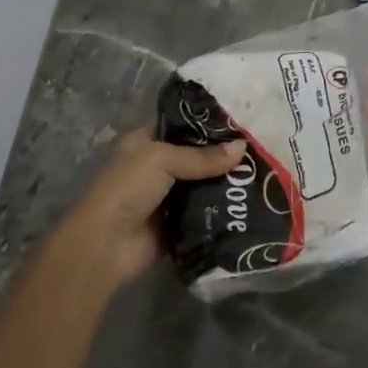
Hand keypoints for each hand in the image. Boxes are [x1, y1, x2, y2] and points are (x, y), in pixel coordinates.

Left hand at [51, 132, 244, 289]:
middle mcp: (157, 166)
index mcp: (145, 141)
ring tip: (262, 173)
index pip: (182, 125)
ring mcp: (167, 196)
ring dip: (226, 182)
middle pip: (197, 156)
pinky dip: (222, 208)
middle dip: (223, 155)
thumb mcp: (162, 160)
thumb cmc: (126, 189)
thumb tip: (243, 148)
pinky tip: (250, 202)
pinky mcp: (178, 224)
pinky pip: (205, 211)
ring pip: (203, 184)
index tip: (242, 121)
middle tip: (260, 148)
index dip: (208, 123)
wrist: (105, 245)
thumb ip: (203, 156)